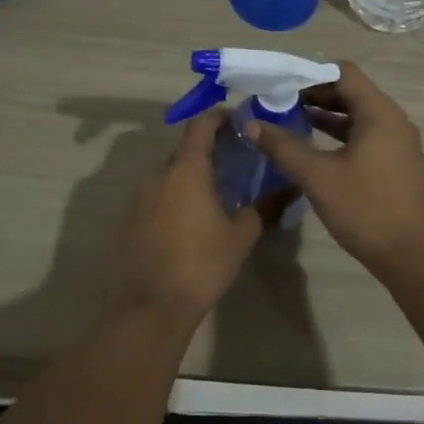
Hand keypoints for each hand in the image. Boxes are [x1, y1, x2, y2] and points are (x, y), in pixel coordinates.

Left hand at [117, 111, 261, 321]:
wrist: (151, 306)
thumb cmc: (201, 263)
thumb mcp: (241, 235)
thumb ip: (266, 206)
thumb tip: (291, 188)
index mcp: (186, 169)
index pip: (201, 124)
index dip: (221, 117)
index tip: (242, 123)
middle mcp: (159, 173)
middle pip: (187, 149)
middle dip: (212, 150)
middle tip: (239, 163)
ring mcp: (141, 196)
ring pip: (172, 173)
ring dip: (194, 175)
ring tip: (221, 192)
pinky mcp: (131, 218)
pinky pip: (159, 194)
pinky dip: (178, 195)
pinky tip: (194, 218)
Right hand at [246, 62, 423, 275]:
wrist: (412, 256)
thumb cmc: (366, 209)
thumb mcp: (318, 176)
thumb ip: (283, 146)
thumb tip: (250, 123)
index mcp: (379, 113)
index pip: (343, 72)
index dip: (310, 73)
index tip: (279, 83)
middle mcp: (393, 120)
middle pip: (350, 91)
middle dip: (314, 93)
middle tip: (278, 101)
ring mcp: (397, 142)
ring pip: (357, 115)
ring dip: (325, 115)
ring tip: (289, 119)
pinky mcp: (396, 162)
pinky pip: (364, 134)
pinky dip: (339, 134)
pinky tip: (313, 147)